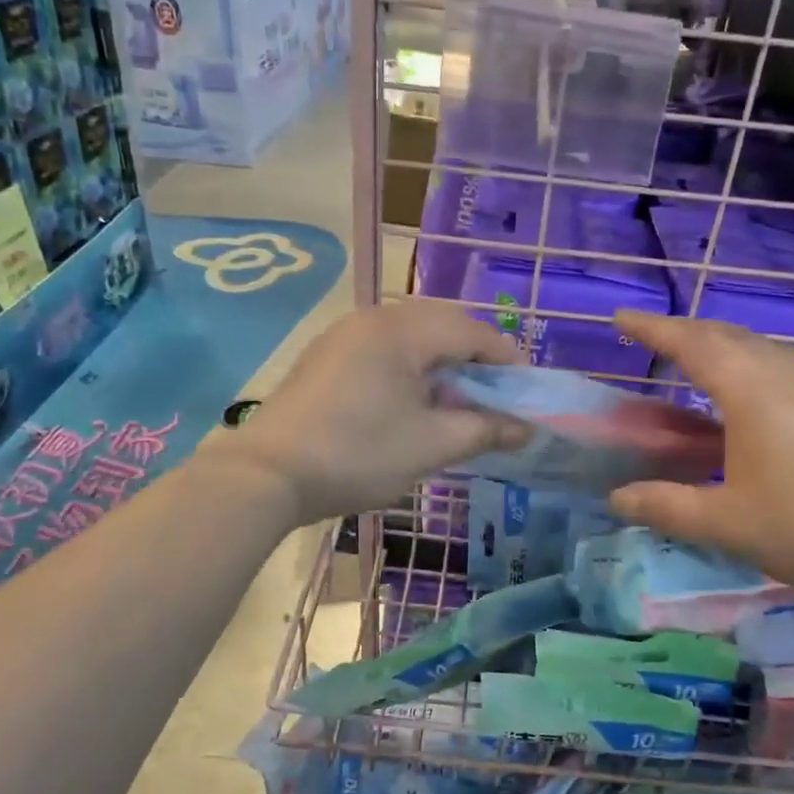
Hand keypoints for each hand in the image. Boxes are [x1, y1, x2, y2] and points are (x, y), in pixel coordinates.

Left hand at [211, 301, 528, 523]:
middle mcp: (374, 318)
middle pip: (443, 325)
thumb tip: (526, 429)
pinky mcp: (327, 356)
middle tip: (495, 399)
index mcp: (403, 330)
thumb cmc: (357, 454)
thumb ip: (485, 430)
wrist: (266, 474)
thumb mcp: (431, 445)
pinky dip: (411, 369)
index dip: (508, 362)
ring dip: (443, 364)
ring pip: (412, 337)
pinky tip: (413, 403)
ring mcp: (345, 334)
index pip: (473, 332)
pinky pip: (384, 349)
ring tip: (457, 404)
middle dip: (476, 360)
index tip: (527, 396)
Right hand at [606, 312, 793, 598]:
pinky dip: (750, 366)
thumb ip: (667, 507)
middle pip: (727, 335)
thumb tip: (617, 498)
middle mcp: (783, 375)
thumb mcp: (727, 523)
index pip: (690, 344)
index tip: (620, 317)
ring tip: (699, 362)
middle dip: (686, 331)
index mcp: (748, 390)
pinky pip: (781, 367)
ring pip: (760, 348)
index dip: (652, 329)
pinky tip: (753, 399)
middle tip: (655, 340)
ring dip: (722, 345)